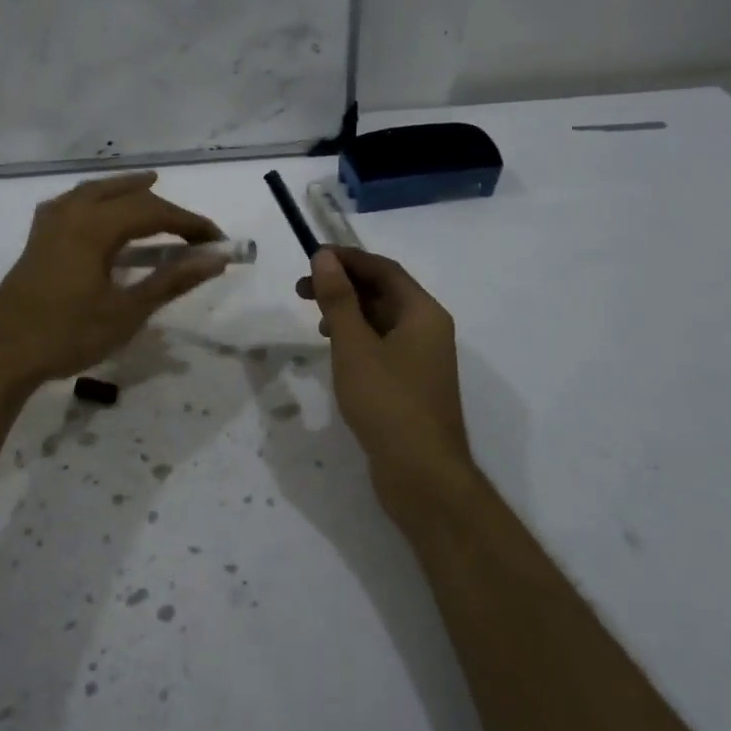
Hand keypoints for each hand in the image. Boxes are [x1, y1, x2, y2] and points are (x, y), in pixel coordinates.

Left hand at [0, 172, 226, 389]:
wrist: (1, 354)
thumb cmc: (67, 335)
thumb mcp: (126, 312)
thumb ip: (171, 281)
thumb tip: (214, 259)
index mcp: (94, 226)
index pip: (154, 212)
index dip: (190, 223)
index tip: (217, 241)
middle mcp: (72, 213)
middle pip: (125, 195)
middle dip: (163, 208)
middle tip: (192, 229)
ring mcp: (50, 224)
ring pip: (95, 191)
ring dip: (126, 190)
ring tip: (150, 186)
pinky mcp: (38, 239)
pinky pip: (72, 203)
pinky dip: (95, 199)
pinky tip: (97, 210)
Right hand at [297, 247, 480, 526]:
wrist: (422, 474)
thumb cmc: (387, 402)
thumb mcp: (354, 345)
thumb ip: (338, 299)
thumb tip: (325, 257)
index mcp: (423, 312)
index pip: (384, 269)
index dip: (347, 259)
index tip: (311, 257)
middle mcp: (428, 329)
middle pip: (384, 292)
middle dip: (343, 285)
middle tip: (301, 289)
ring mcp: (422, 358)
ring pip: (382, 319)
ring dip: (348, 311)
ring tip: (315, 319)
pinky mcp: (412, 382)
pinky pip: (383, 344)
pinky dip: (357, 337)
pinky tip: (335, 350)